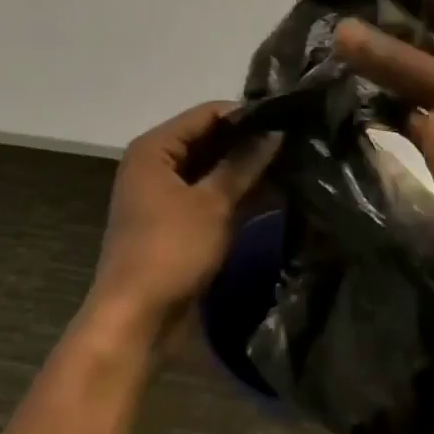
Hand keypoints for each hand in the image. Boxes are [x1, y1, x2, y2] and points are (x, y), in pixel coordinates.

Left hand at [85, 102, 280, 346]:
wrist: (137, 319)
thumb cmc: (170, 250)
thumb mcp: (212, 204)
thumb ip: (243, 164)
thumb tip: (275, 131)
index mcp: (154, 149)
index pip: (206, 114)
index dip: (245, 115)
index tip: (286, 117)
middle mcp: (157, 165)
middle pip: (209, 140)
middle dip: (249, 142)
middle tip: (296, 140)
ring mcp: (167, 196)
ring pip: (213, 170)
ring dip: (247, 169)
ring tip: (295, 162)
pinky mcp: (179, 223)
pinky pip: (212, 197)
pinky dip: (239, 194)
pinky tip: (277, 192)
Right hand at [334, 0, 433, 281]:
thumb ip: (402, 64)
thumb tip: (341, 30)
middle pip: (416, 44)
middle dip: (377, 35)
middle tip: (320, 22)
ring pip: (403, 81)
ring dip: (371, 71)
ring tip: (319, 54)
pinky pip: (399, 118)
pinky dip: (373, 110)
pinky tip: (336, 98)